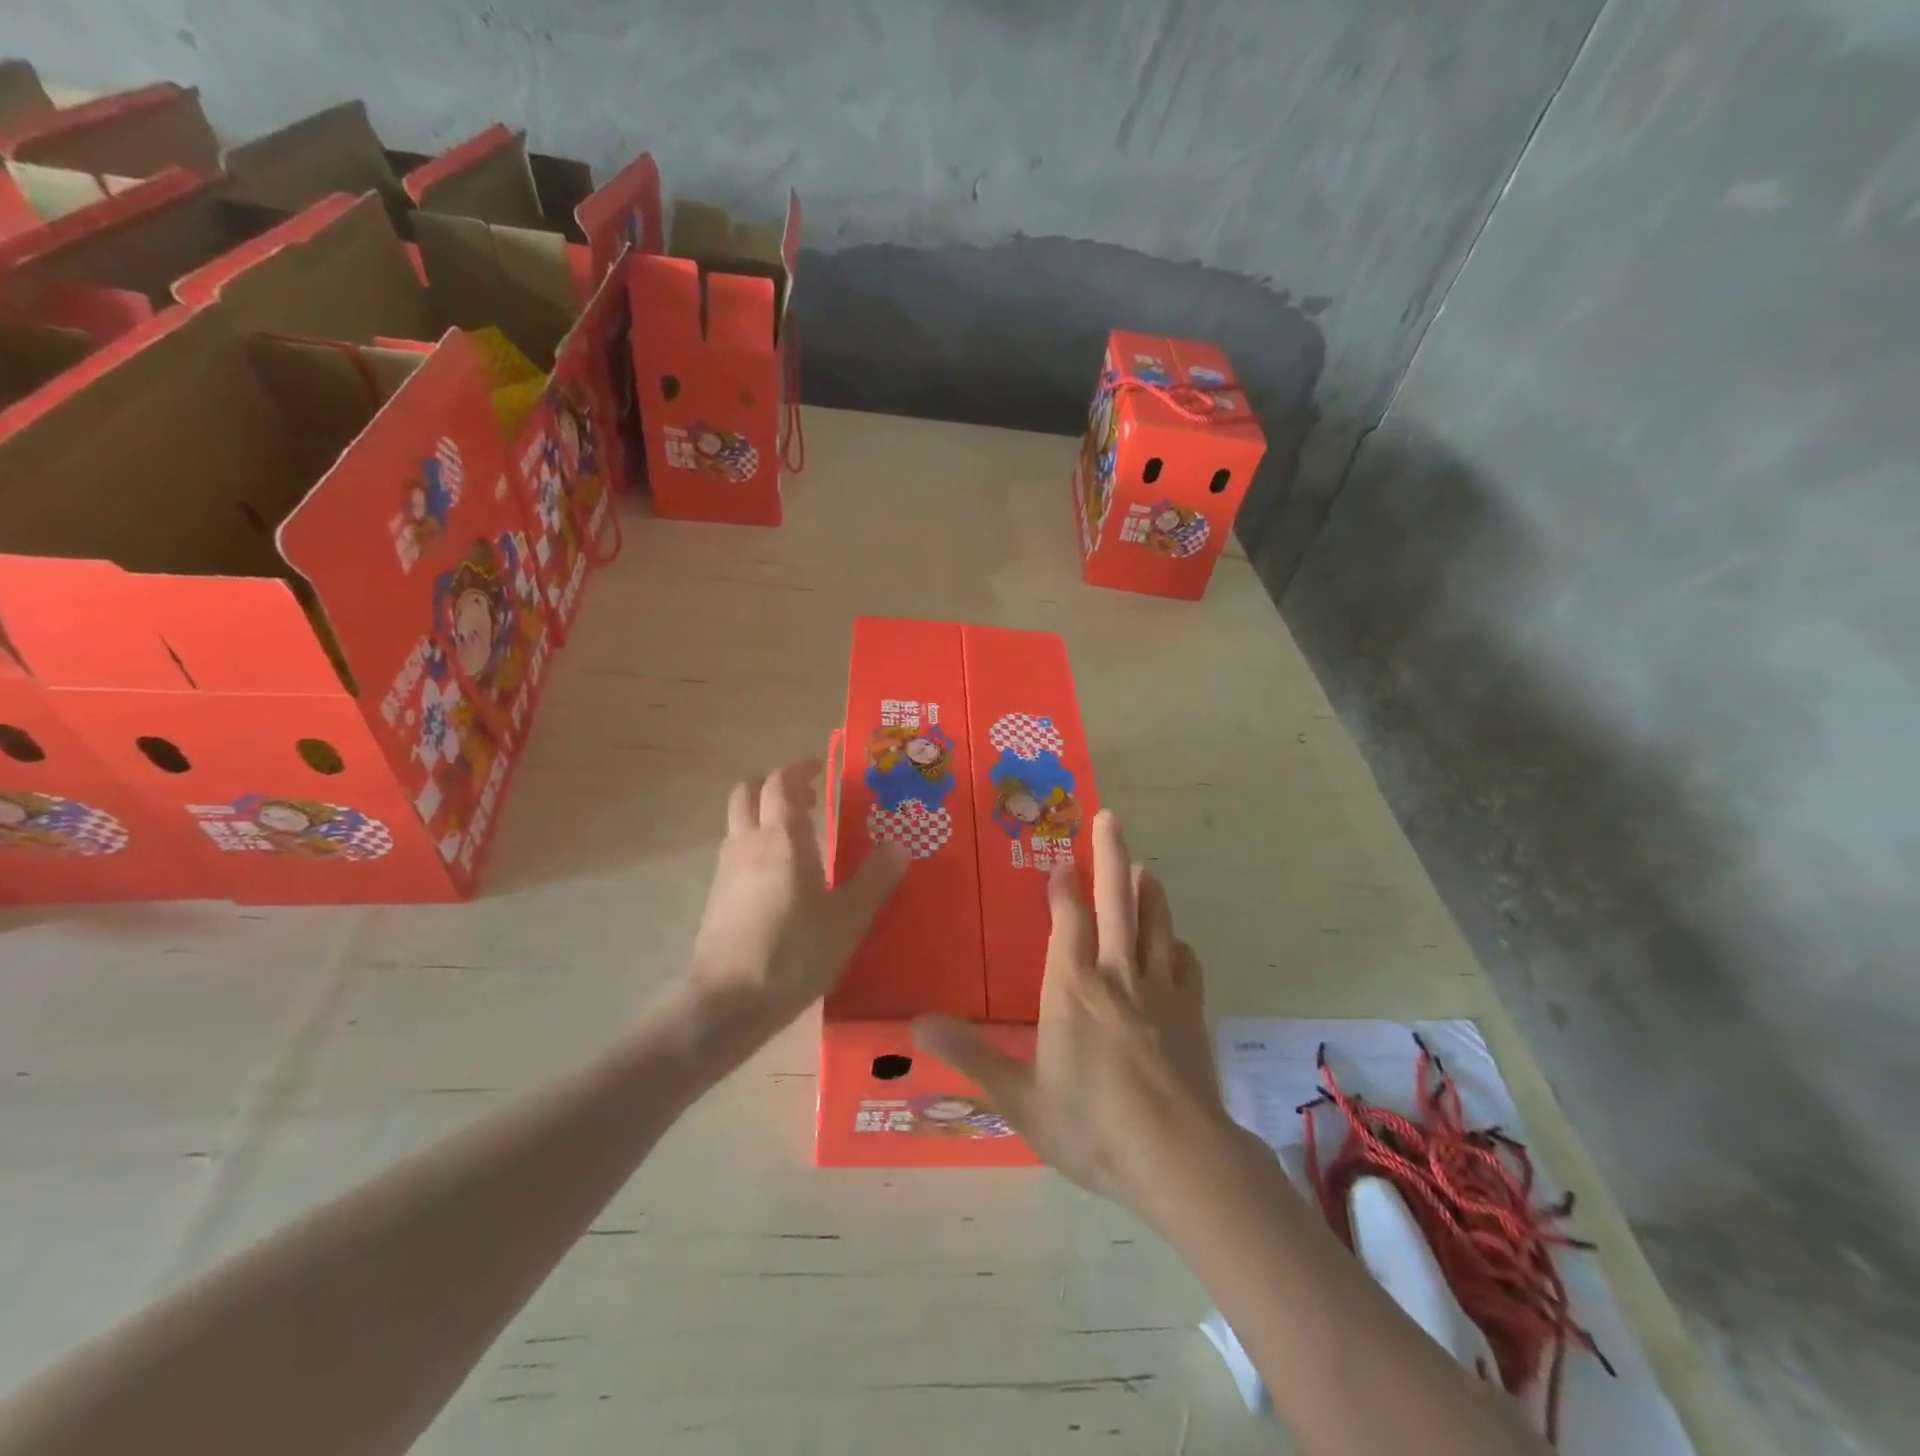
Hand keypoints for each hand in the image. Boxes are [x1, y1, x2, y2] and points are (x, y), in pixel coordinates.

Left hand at [688, 758, 907, 1028]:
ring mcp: (726, 870)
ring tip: (797, 835)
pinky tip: (778, 876)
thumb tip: (899, 846)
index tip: (820, 767)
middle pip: (748, 793)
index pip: (781, 783)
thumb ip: (875, 879)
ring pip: (738, 822)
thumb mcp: (848, 918)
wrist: (727, 1003)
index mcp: (782, 838)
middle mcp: (748, 843)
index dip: (799, 769)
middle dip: (774, 785)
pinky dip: (754, 844)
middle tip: (807, 797)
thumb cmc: (795, 952)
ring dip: (762, 814)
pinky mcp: (716, 897)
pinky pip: (735, 852)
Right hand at [913, 811, 1237, 1210]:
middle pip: (1117, 904)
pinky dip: (1179, 949)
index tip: (1063, 860)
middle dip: (1111, 857)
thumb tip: (916, 1024)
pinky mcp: (1191, 1015)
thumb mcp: (1019, 1097)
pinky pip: (1186, 968)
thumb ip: (970, 1055)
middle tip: (1110, 817)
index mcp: (1073, 987)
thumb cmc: (1091, 1124)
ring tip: (1145, 870)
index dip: (1065, 887)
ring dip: (1149, 894)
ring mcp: (1161, 993)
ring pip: (1156, 927)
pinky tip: (1178, 947)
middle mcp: (1117, 976)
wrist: (1178, 1157)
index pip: (1069, 920)